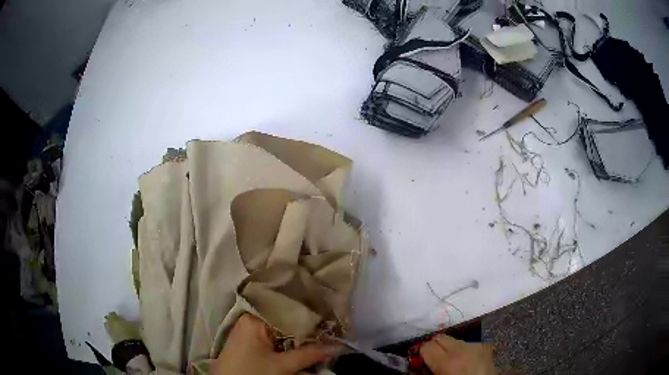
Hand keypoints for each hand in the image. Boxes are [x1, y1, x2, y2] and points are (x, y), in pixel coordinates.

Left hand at [212, 314, 336, 374]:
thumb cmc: (251, 372)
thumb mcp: (282, 366)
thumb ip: (309, 354)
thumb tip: (337, 346)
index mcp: (255, 318)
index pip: (289, 309)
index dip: (311, 314)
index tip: (331, 316)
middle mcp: (251, 318)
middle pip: (285, 318)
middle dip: (307, 325)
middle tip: (331, 326)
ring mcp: (249, 329)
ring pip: (281, 327)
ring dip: (299, 333)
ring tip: (323, 333)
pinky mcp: (250, 340)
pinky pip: (274, 335)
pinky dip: (289, 339)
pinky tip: (304, 342)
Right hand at [420, 335, 496, 374]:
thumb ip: (426, 372)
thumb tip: (417, 363)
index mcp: (446, 363)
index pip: (427, 346)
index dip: (422, 352)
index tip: (422, 359)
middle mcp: (461, 349)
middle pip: (440, 337)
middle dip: (435, 346)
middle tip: (434, 358)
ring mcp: (475, 345)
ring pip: (455, 340)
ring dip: (450, 348)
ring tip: (452, 360)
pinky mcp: (484, 346)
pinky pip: (468, 344)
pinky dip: (463, 350)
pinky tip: (465, 360)